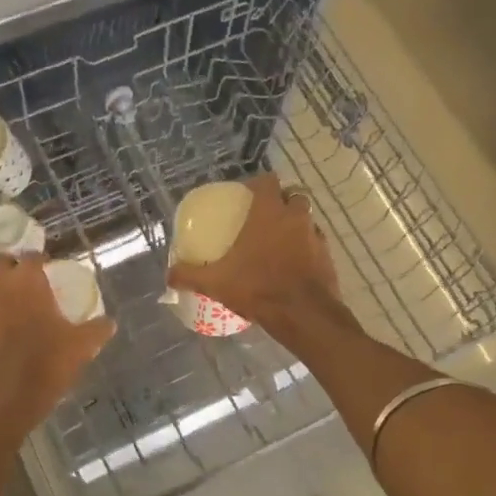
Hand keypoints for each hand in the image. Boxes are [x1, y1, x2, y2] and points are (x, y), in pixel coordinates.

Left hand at [0, 254, 114, 444]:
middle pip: (2, 264)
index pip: (32, 256)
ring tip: (16, 312)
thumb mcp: (81, 348)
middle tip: (30, 286)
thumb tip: (109, 322)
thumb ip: (97, 329)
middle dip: (14, 269)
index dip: (41, 261)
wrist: (2, 403)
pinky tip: (0, 336)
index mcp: (26, 282)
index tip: (50, 271)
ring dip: (0, 293)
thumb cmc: (45, 366)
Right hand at [166, 174, 343, 334]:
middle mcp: (295, 217)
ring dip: (294, 224)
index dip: (257, 184)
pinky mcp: (327, 256)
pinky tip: (292, 264)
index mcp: (268, 213)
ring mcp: (315, 236)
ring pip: (306, 219)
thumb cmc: (258, 288)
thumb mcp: (216, 282)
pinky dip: (305, 247)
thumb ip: (189, 275)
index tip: (245, 195)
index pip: (267, 181)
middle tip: (263, 217)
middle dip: (280, 201)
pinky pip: (315, 243)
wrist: (303, 315)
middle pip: (292, 195)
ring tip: (278, 241)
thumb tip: (168, 276)